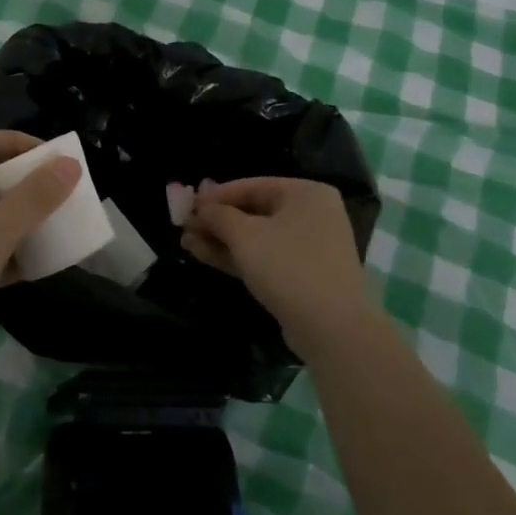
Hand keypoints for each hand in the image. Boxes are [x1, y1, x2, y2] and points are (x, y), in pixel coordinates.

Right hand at [182, 177, 372, 359]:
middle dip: (216, 221)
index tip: (187, 205)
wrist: (331, 328)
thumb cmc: (288, 267)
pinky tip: (203, 255)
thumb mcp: (245, 235)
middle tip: (184, 226)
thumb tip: (200, 208)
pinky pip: (263, 257)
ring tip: (186, 242)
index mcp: (305, 193)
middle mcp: (311, 214)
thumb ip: (218, 216)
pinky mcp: (301, 275)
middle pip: (253, 211)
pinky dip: (236, 256)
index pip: (252, 186)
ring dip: (221, 239)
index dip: (216, 196)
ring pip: (255, 237)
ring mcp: (307, 247)